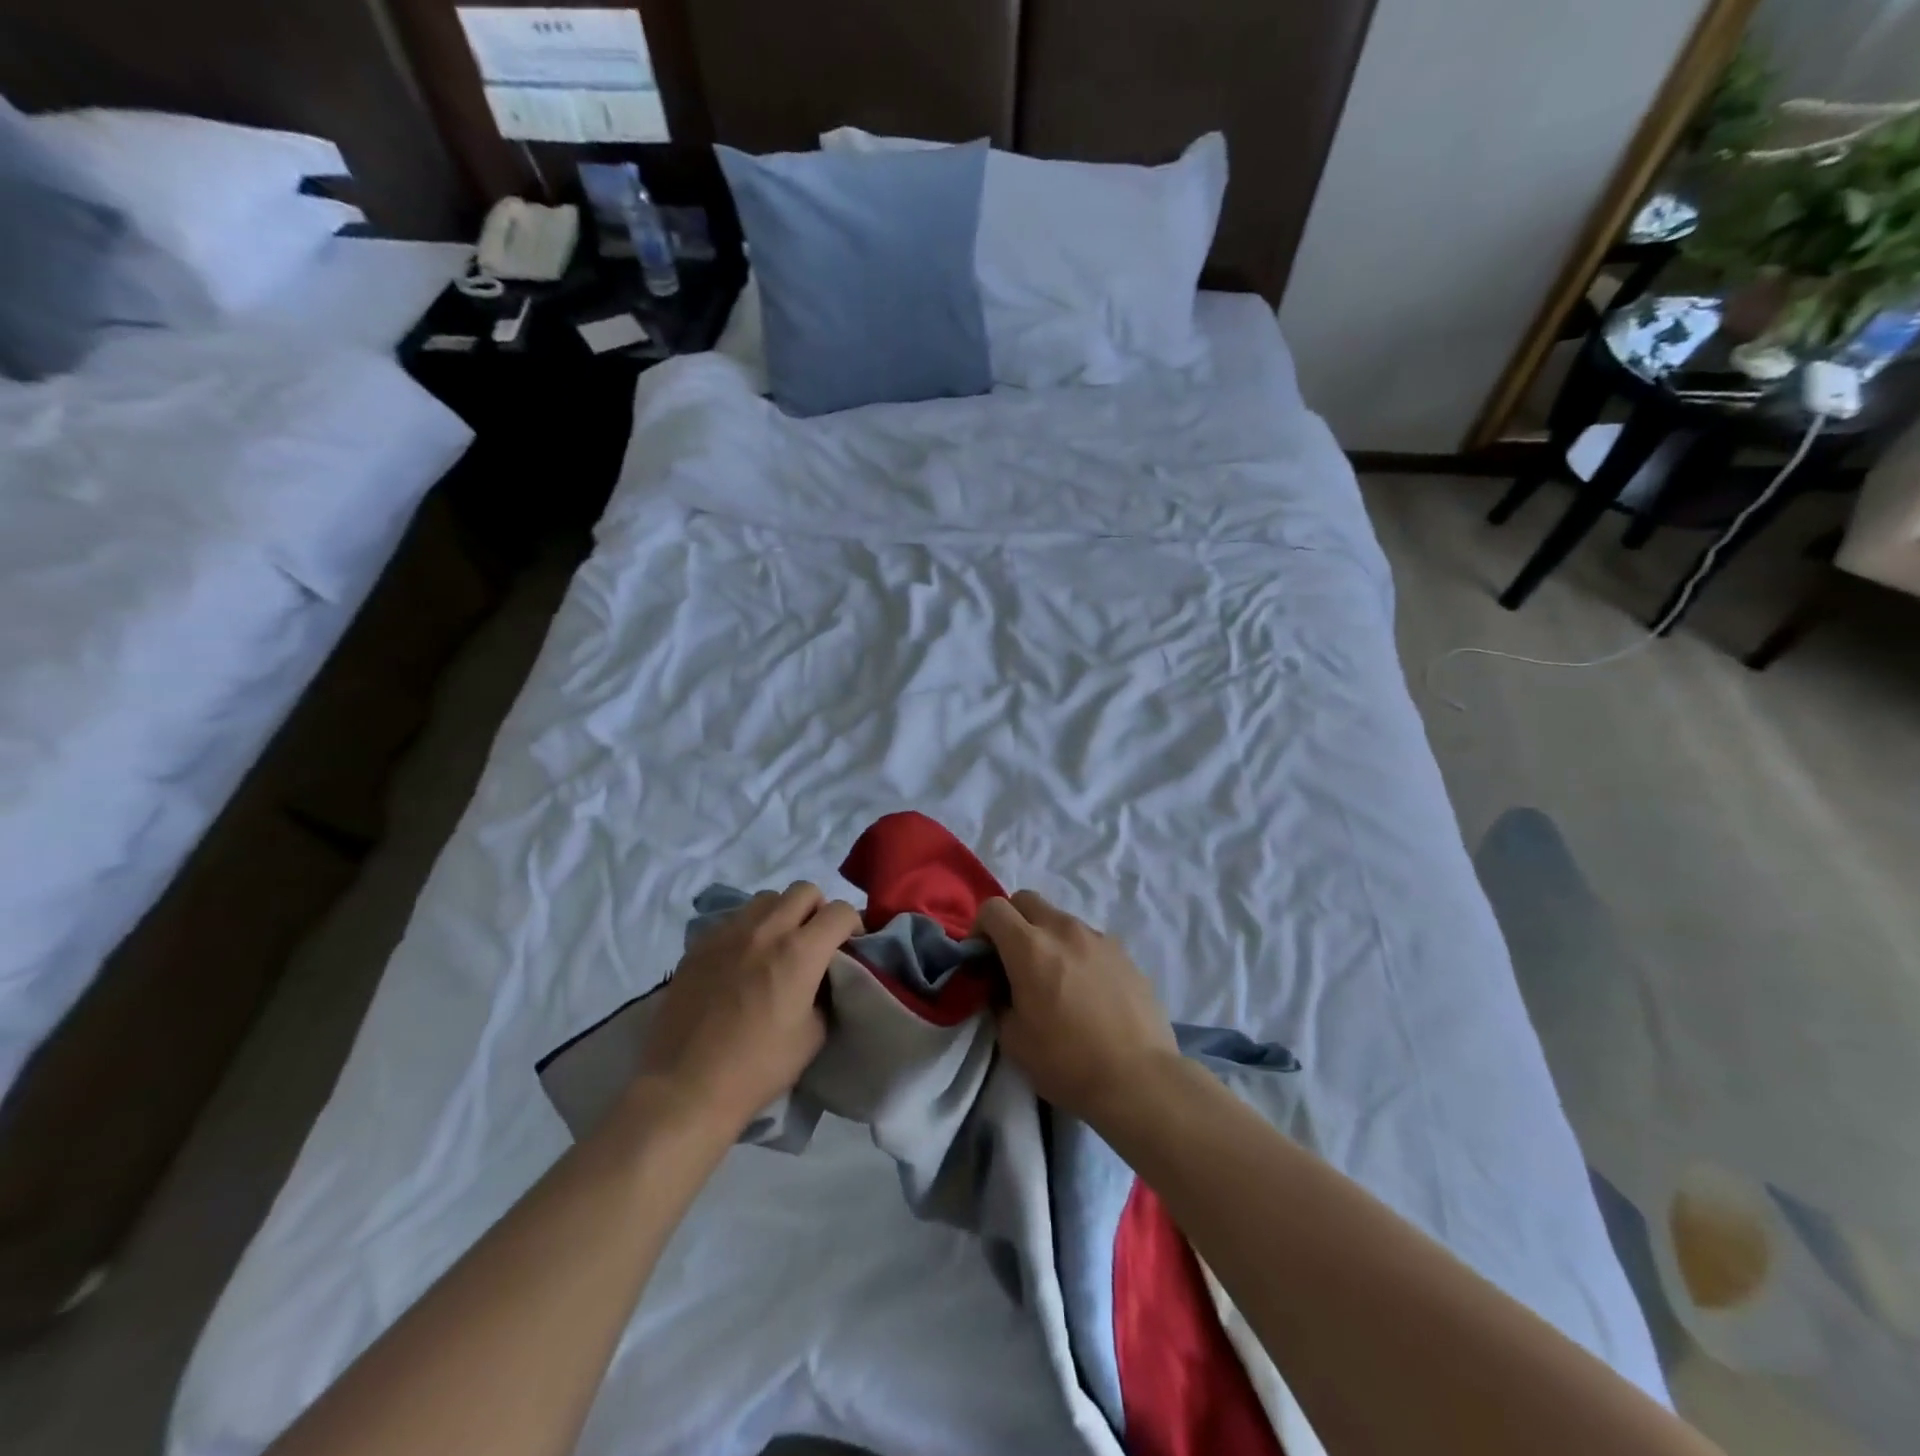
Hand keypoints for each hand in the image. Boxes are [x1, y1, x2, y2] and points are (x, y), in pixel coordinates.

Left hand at [637, 883, 860, 1137]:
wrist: (685, 1088)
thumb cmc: (758, 1068)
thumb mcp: (813, 1036)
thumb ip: (826, 992)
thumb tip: (825, 975)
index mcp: (799, 952)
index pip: (840, 911)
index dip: (853, 924)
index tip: (850, 945)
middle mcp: (765, 930)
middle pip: (804, 890)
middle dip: (818, 910)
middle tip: (815, 941)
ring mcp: (727, 933)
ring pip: (766, 899)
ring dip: (782, 914)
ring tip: (777, 946)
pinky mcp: (699, 944)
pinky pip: (733, 919)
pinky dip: (748, 930)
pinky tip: (742, 961)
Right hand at [974, 891, 1176, 1127]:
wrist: (1139, 1080)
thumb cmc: (1067, 1062)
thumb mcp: (1013, 1039)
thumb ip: (999, 1000)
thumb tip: (1003, 987)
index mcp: (1030, 947)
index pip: (993, 908)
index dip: (980, 928)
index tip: (982, 958)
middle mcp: (1064, 930)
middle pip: (1026, 900)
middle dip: (1012, 922)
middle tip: (1012, 959)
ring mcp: (1098, 937)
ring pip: (1060, 919)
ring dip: (1046, 937)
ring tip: (1054, 978)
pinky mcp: (1124, 952)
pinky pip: (1088, 939)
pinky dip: (1076, 952)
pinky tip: (1086, 990)